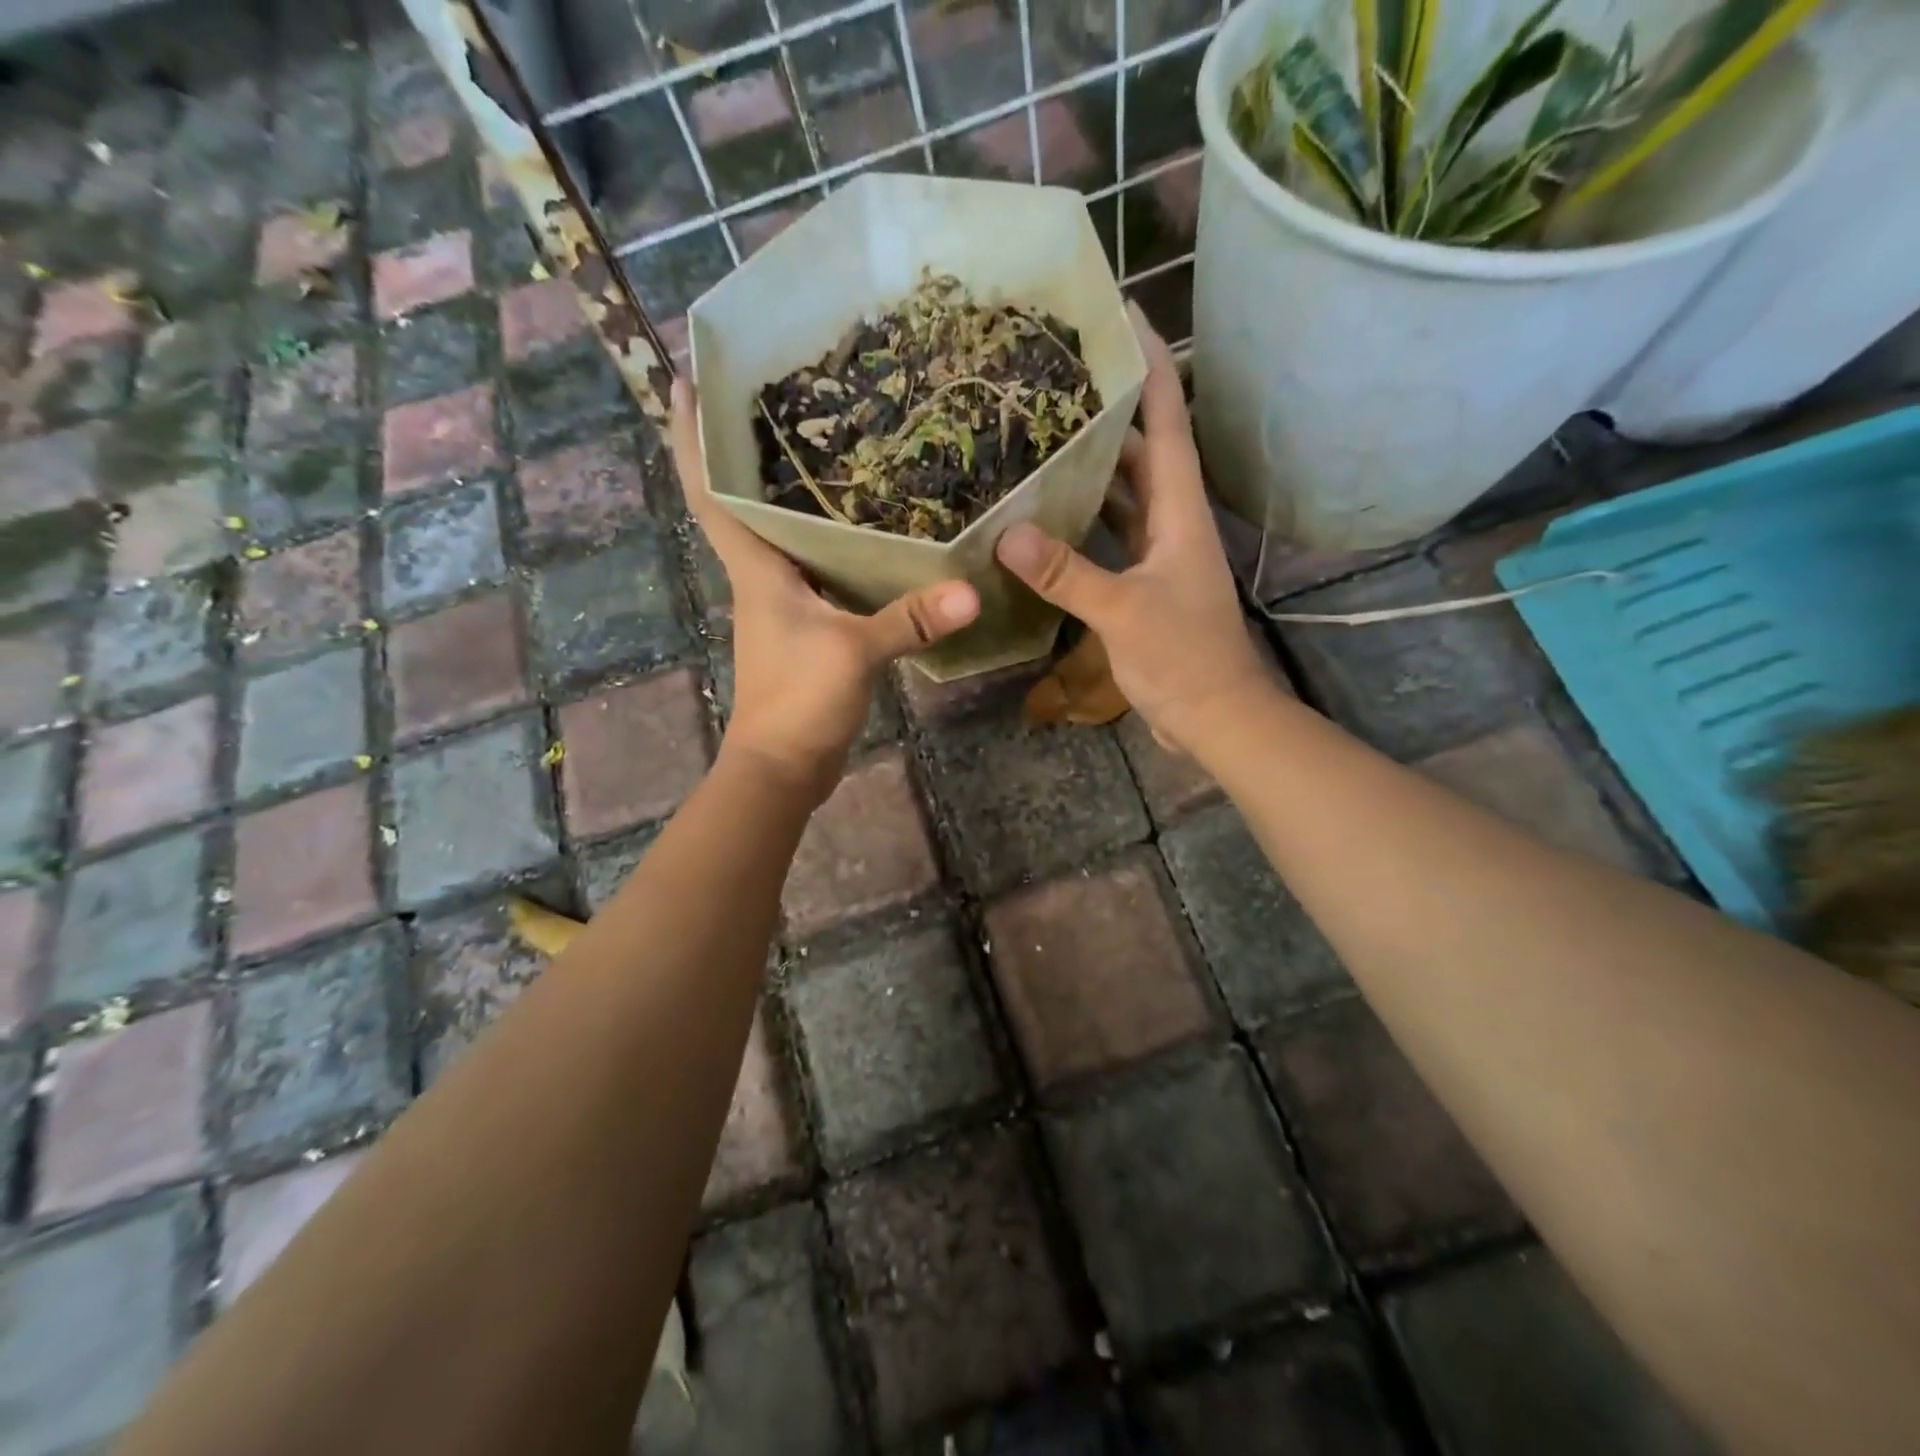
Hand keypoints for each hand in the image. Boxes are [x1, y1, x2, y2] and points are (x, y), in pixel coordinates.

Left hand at [671, 378, 979, 800]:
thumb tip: (970, 591)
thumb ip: (909, 621)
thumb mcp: (854, 654)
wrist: (781, 767)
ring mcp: (781, 605)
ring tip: (821, 444)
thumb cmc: (797, 701)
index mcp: (756, 570)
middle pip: (741, 502)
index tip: (685, 379)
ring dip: (786, 495)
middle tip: (769, 392)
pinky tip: (859, 531)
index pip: (710, 492)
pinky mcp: (804, 629)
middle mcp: (760, 578)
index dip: (692, 437)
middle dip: (742, 450)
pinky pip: (812, 571)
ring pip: (779, 536)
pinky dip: (825, 545)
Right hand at [995, 309, 1264, 757]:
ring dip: (1092, 467)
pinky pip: (1111, 536)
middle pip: (1142, 450)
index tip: (1124, 315)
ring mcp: (1159, 554)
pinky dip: (1084, 522)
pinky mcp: (1144, 584)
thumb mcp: (1124, 612)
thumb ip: (1068, 574)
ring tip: (1042, 436)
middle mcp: (1172, 521)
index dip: (1150, 366)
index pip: (1169, 420)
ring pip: (1125, 494)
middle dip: (1108, 411)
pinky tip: (1046, 517)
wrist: (1217, 717)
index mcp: (1180, 510)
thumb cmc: (1184, 660)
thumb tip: (1007, 535)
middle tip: (1056, 380)